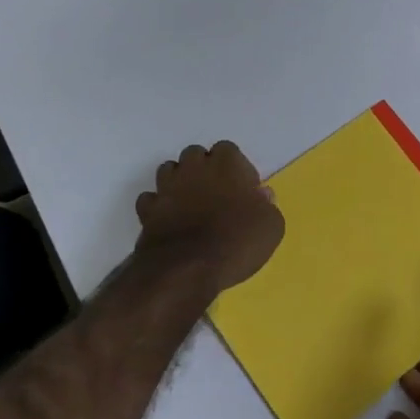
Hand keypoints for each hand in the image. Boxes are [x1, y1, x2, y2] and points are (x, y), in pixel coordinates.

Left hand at [135, 142, 283, 295]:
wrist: (187, 269)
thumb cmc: (237, 242)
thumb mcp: (272, 226)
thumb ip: (267, 205)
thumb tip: (261, 195)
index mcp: (226, 164)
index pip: (228, 149)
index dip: (236, 168)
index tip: (243, 190)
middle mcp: (194, 167)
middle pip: (195, 155)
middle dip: (204, 169)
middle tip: (216, 194)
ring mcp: (167, 187)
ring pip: (169, 170)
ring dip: (179, 182)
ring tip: (190, 204)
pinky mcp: (147, 209)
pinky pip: (151, 198)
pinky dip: (159, 206)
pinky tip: (169, 219)